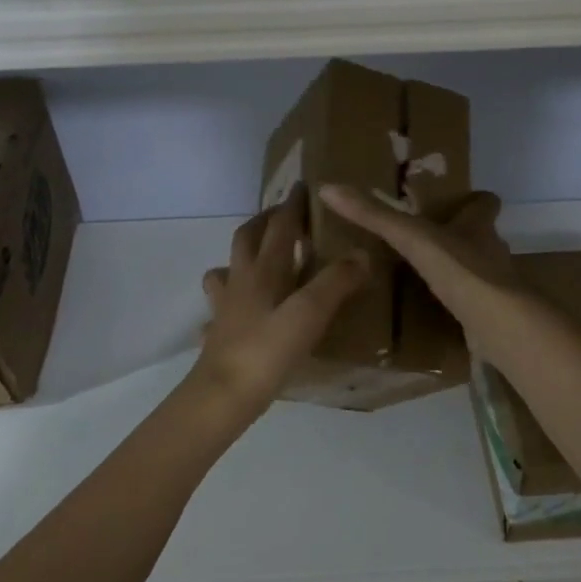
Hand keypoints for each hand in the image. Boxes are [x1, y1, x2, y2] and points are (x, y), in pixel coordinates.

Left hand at [190, 186, 370, 426]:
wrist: (224, 394)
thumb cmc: (269, 350)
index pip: (279, 226)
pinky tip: (238, 309)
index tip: (302, 186)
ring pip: (227, 268)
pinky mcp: (219, 331)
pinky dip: (230, 298)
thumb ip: (336, 281)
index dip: (292, 205)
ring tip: (260, 258)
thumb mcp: (311, 313)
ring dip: (242, 255)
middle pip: (246, 238)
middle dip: (264, 221)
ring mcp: (225, 306)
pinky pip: (221, 306)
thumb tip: (361, 253)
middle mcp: (241, 280)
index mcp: (264, 270)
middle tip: (282, 216)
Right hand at [317, 185, 520, 351]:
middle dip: (460, 237)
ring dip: (458, 271)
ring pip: (478, 270)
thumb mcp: (410, 237)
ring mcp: (496, 286)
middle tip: (428, 240)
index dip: (474, 202)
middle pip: (481, 237)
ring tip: (426, 277)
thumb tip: (329, 187)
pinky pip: (474, 304)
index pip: (485, 204)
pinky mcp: (493, 316)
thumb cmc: (459, 269)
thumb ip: (373, 215)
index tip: (456, 202)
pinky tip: (436, 312)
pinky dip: (458, 305)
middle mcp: (492, 251)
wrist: (498, 323)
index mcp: (478, 226)